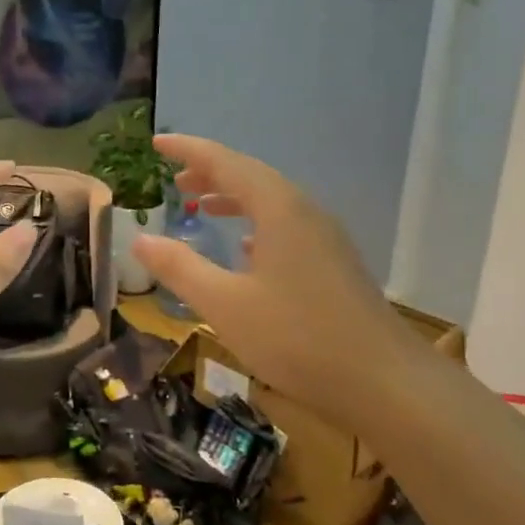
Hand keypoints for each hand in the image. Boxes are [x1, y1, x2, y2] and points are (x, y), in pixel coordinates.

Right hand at [133, 136, 420, 430]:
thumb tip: (140, 240)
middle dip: (210, 173)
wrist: (384, 381)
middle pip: (252, 177)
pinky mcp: (334, 264)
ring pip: (271, 202)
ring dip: (233, 198)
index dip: (189, 150)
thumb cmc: (297, 338)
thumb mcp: (225, 305)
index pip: (226, 162)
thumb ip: (180, 269)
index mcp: (279, 210)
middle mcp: (305, 213)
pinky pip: (286, 226)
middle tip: (174, 181)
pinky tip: (245, 250)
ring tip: (201, 207)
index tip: (157, 143)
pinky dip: (256, 224)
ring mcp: (325, 238)